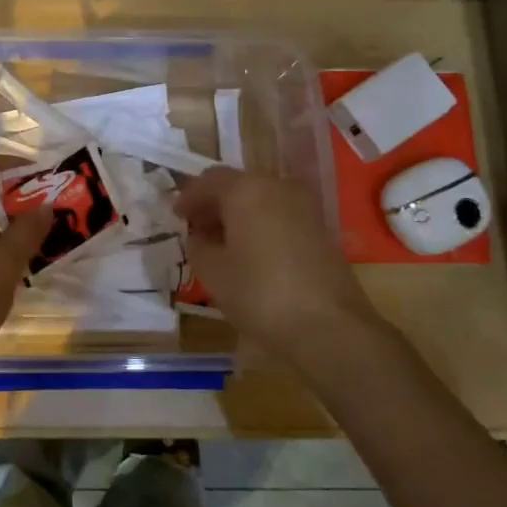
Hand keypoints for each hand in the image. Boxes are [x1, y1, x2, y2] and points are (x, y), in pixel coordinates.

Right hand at [175, 168, 378, 370]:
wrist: (329, 326)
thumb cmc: (260, 294)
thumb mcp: (212, 272)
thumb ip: (198, 245)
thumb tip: (199, 235)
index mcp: (246, 190)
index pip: (209, 180)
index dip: (189, 197)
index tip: (176, 217)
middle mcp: (277, 186)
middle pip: (237, 185)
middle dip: (214, 204)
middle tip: (196, 229)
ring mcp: (304, 206)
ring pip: (261, 199)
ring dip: (238, 215)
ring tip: (222, 244)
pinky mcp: (321, 228)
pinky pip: (280, 215)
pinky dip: (261, 224)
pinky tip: (251, 252)